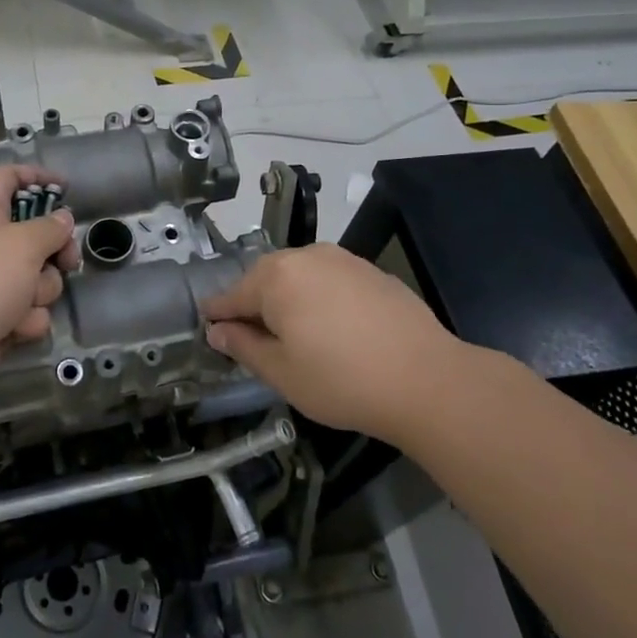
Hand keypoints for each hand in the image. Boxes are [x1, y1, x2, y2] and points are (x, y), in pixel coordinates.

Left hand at [0, 164, 81, 403]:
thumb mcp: (23, 244)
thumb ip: (51, 228)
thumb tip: (62, 218)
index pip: (9, 177)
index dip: (37, 176)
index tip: (66, 188)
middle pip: (34, 232)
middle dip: (55, 250)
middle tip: (67, 261)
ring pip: (36, 276)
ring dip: (40, 291)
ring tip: (23, 303)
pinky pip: (26, 310)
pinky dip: (25, 319)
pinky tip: (14, 329)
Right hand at [201, 243, 466, 442]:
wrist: (428, 380)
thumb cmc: (342, 381)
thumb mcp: (282, 373)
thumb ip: (243, 347)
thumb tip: (217, 331)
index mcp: (275, 277)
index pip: (232, 295)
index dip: (218, 314)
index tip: (208, 327)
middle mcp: (305, 256)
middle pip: (265, 279)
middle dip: (255, 305)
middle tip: (254, 339)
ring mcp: (342, 259)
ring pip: (299, 276)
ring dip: (289, 299)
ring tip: (295, 335)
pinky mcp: (371, 270)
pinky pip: (330, 280)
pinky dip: (321, 298)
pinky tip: (334, 328)